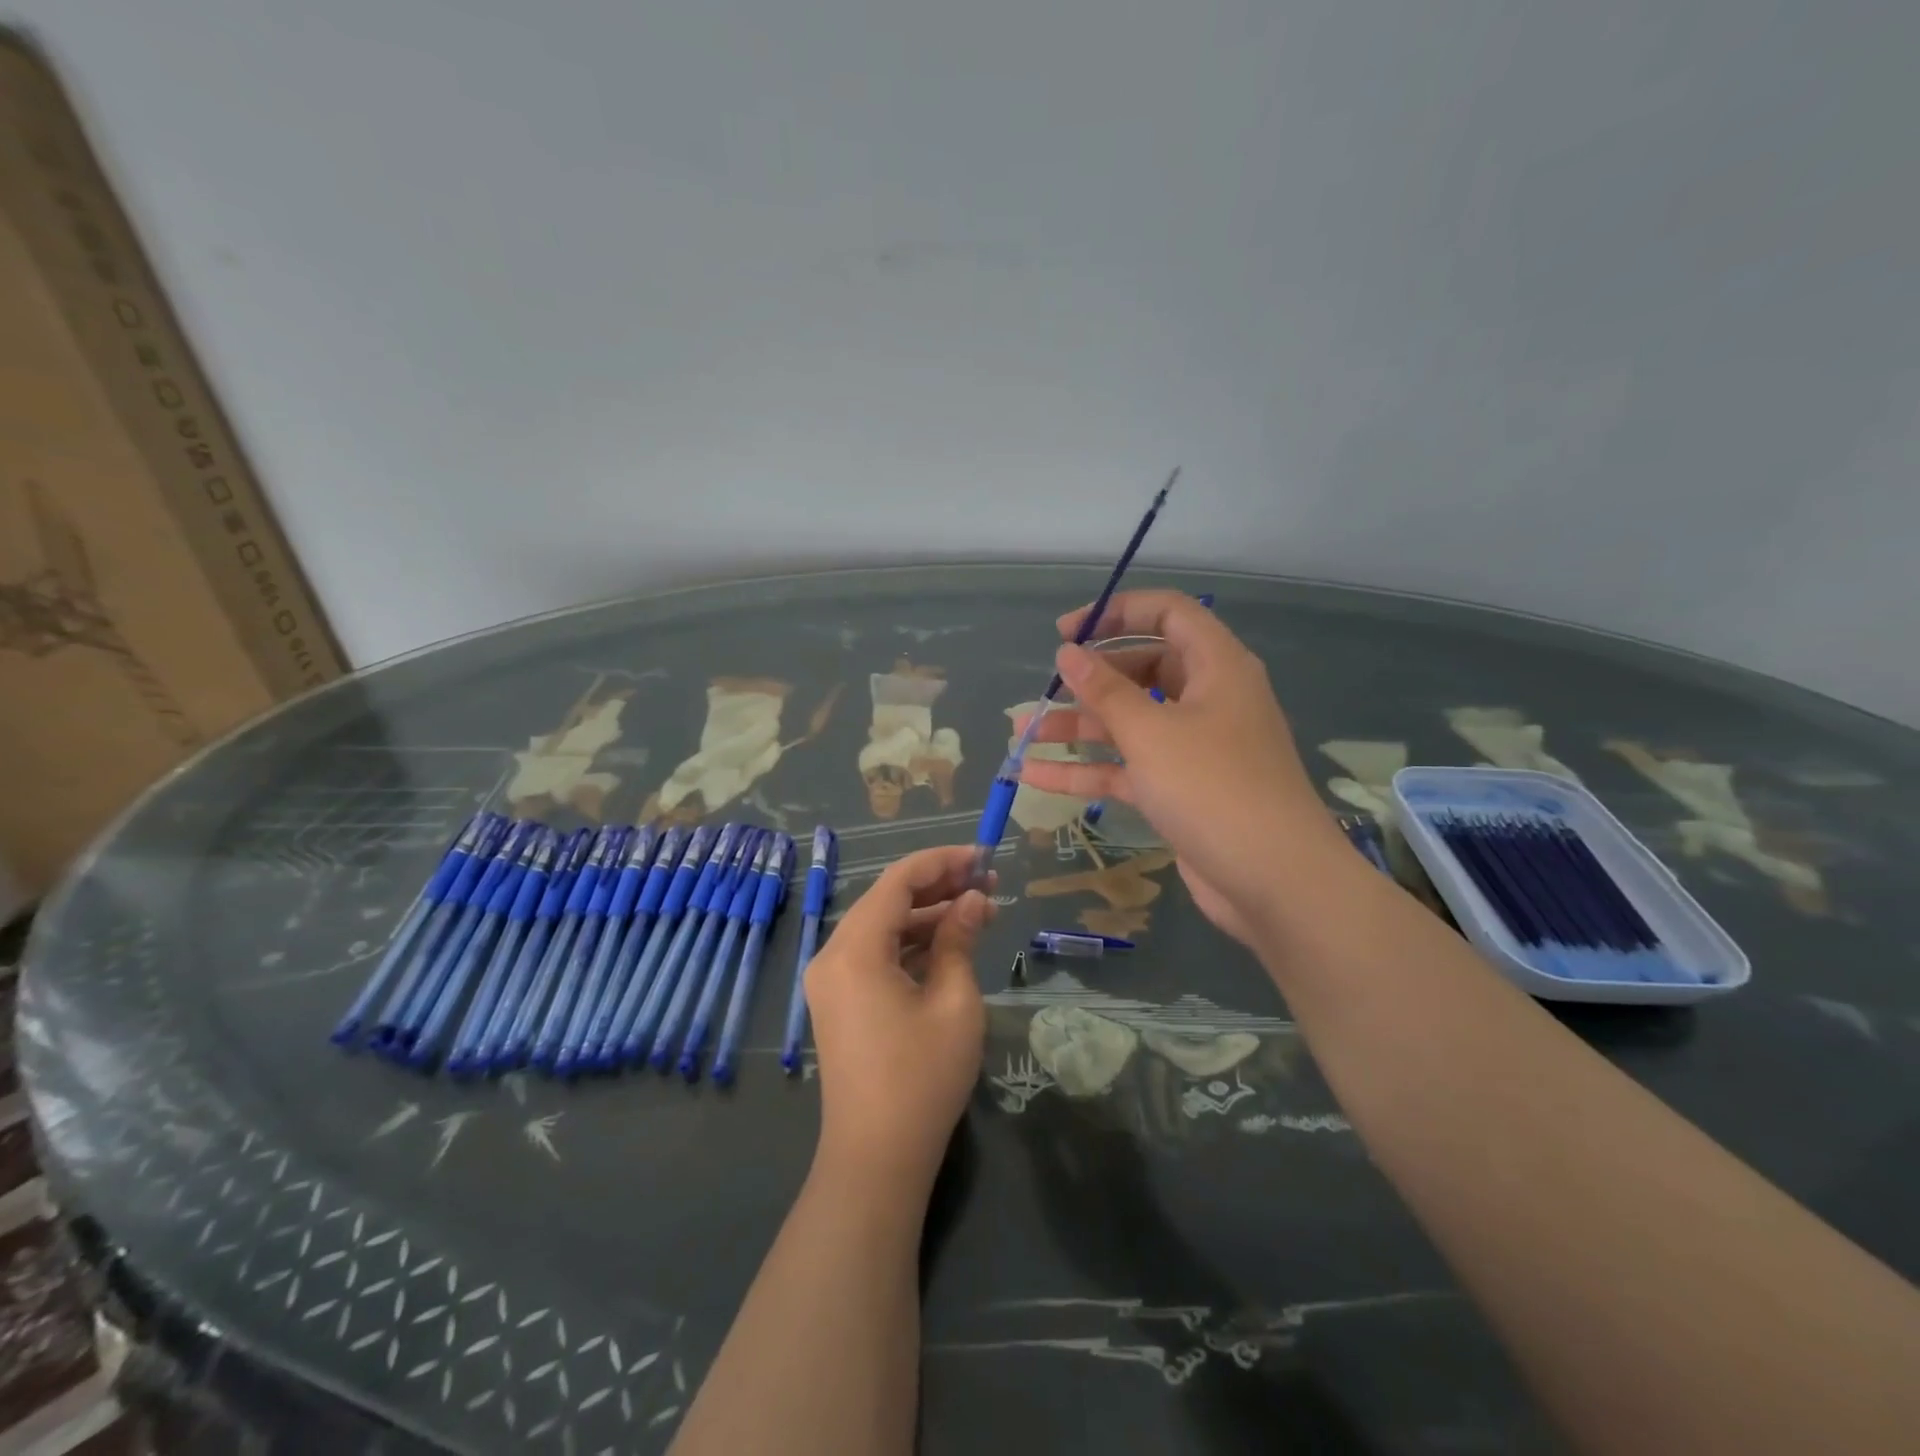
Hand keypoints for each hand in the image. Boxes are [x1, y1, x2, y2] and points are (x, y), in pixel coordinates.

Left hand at [805, 846, 994, 1194]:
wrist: (876, 1159)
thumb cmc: (921, 1077)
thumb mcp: (954, 1001)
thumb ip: (960, 939)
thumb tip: (973, 900)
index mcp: (855, 948)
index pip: (899, 880)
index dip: (943, 861)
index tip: (983, 857)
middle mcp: (834, 955)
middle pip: (888, 900)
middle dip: (939, 887)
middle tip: (989, 882)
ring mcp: (833, 980)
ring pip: (884, 927)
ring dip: (929, 916)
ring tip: (981, 909)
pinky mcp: (840, 1002)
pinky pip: (877, 955)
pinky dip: (912, 945)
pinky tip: (952, 942)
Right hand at [1017, 590, 1352, 947]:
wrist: (1273, 881)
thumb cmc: (1213, 788)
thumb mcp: (1151, 732)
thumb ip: (1104, 690)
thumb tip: (1067, 653)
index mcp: (1216, 667)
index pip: (1167, 614)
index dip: (1115, 613)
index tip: (1066, 633)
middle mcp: (1207, 699)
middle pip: (1142, 669)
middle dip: (1088, 681)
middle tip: (1045, 692)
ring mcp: (1194, 747)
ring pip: (1129, 723)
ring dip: (1077, 729)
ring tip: (1021, 736)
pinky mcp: (1180, 790)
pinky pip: (1127, 767)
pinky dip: (1087, 771)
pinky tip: (1034, 776)